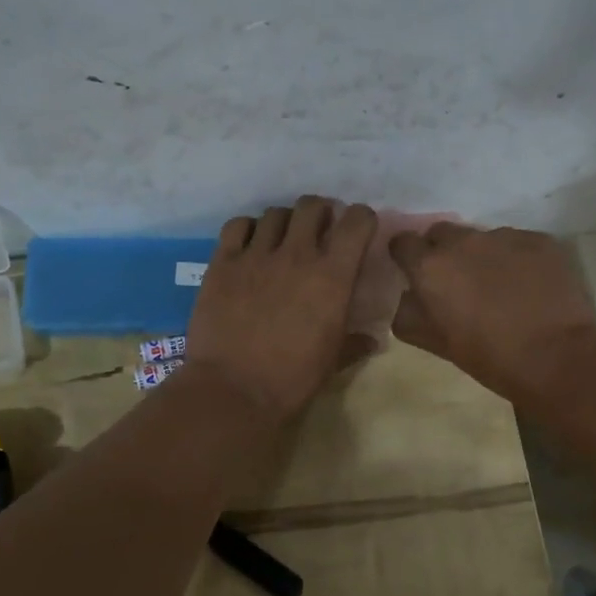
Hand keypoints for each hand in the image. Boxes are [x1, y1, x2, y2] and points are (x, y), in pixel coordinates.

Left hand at [185, 197, 378, 420]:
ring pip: (275, 213)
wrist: (233, 390)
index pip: (357, 222)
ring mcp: (256, 255)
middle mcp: (297, 254)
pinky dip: (248, 229)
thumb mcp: (332, 361)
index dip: (361, 220)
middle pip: (312, 206)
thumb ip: (355, 343)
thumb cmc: (292, 379)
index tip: (358, 231)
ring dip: (285, 222)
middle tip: (318, 231)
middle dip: (321, 213)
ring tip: (282, 240)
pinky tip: (249, 246)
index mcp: (332, 276)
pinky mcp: (223, 262)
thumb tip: (373, 340)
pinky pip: (238, 226)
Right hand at [389, 224, 595, 403]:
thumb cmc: (489, 356)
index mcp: (430, 267)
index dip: (406, 256)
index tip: (414, 272)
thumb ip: (410, 315)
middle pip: (442, 233)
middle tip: (458, 281)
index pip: (403, 242)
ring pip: (483, 238)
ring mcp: (505, 236)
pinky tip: (530, 286)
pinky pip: (519, 243)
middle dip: (443, 251)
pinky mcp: (540, 240)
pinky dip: (518, 259)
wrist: (556, 356)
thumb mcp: (436, 344)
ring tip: (501, 286)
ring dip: (484, 256)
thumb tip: (408, 298)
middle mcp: (463, 241)